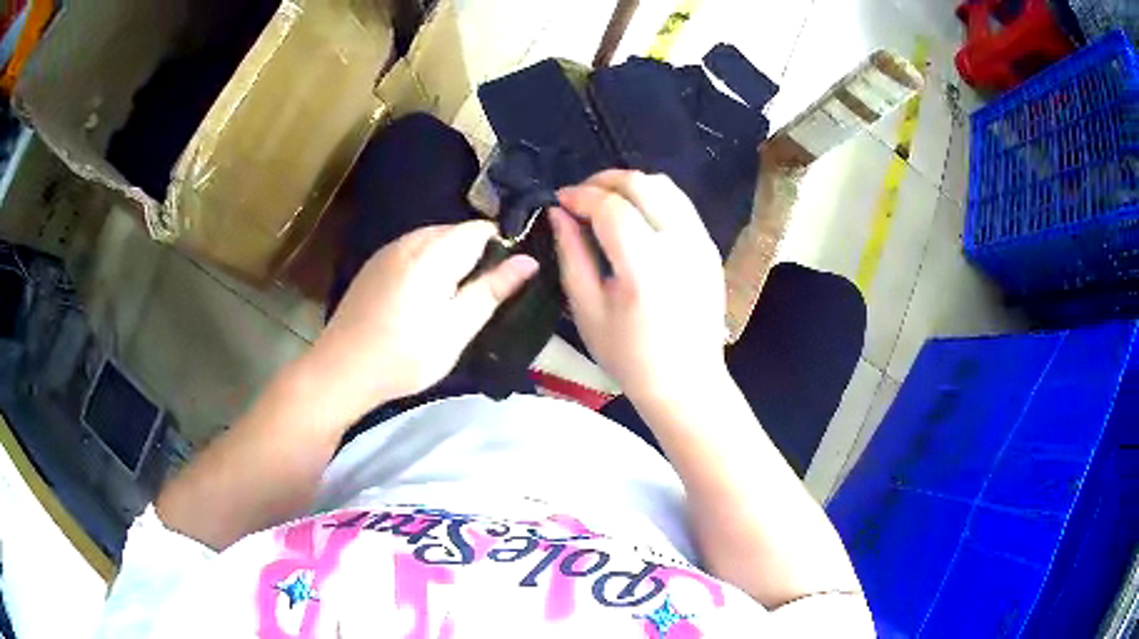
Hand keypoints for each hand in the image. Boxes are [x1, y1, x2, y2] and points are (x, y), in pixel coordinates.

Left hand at [306, 221, 537, 417]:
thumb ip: (492, 290)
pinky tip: (420, 300)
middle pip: (456, 232)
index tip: (503, 282)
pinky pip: (412, 251)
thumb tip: (529, 260)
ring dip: (449, 262)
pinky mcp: (374, 264)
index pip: (482, 229)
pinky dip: (427, 266)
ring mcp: (388, 250)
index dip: (500, 249)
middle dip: (474, 256)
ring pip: (434, 241)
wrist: (342, 369)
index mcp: (434, 251)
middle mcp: (410, 239)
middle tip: (477, 299)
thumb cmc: (405, 355)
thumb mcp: (457, 329)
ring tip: (450, 302)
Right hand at [551, 170, 727, 404]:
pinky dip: (653, 198)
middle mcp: (680, 244)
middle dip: (603, 181)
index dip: (580, 195)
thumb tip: (558, 213)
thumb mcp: (587, 310)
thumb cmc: (630, 357)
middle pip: (642, 184)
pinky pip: (681, 204)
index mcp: (646, 266)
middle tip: (579, 197)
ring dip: (630, 185)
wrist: (688, 382)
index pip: (611, 207)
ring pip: (665, 186)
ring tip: (605, 203)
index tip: (558, 200)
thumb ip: (571, 255)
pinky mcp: (711, 247)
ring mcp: (701, 243)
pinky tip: (635, 218)